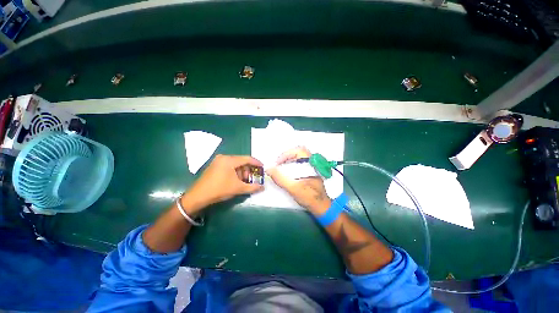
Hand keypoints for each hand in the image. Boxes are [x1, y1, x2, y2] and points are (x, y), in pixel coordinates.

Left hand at [182, 155, 263, 214]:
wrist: (198, 196)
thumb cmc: (220, 189)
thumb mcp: (238, 188)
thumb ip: (252, 187)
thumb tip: (263, 187)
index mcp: (229, 160)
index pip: (247, 158)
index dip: (256, 163)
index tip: (262, 167)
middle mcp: (224, 158)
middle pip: (241, 161)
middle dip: (249, 169)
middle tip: (253, 177)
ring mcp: (218, 161)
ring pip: (235, 164)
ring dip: (242, 172)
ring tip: (245, 181)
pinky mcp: (214, 166)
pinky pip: (229, 166)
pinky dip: (235, 172)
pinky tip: (236, 180)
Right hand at [267, 147, 330, 214]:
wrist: (321, 206)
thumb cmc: (309, 197)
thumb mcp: (292, 188)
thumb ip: (280, 178)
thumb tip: (268, 168)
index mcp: (310, 164)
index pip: (298, 150)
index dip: (286, 154)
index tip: (277, 163)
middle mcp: (312, 163)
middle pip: (298, 152)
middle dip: (286, 156)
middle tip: (278, 164)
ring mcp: (312, 167)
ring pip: (299, 157)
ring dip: (288, 160)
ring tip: (280, 167)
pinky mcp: (310, 171)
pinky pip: (300, 163)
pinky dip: (292, 164)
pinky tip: (287, 172)